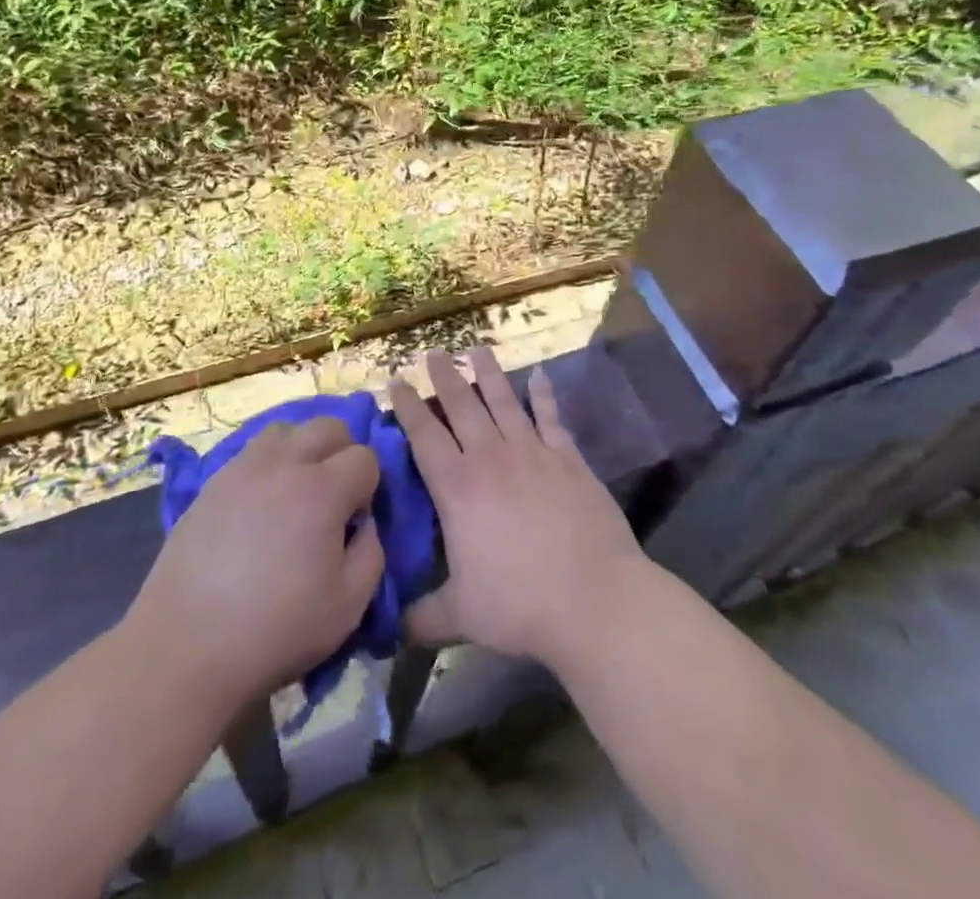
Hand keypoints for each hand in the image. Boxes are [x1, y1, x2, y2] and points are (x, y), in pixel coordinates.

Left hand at [128, 418, 383, 707]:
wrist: (186, 646)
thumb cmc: (275, 630)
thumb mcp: (348, 607)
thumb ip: (371, 555)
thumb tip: (365, 523)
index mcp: (322, 491)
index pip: (365, 457)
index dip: (369, 485)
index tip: (356, 518)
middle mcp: (284, 465)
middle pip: (328, 426)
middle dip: (342, 452)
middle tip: (334, 497)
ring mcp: (243, 468)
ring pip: (286, 430)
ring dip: (302, 449)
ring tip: (295, 491)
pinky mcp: (213, 482)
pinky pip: (252, 451)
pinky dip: (268, 464)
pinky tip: (261, 503)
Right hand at [388, 347, 647, 671]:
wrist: (593, 600)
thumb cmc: (519, 606)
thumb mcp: (460, 616)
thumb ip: (421, 618)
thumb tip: (386, 630)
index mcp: (457, 488)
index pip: (424, 436)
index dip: (407, 406)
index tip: (395, 380)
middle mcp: (490, 458)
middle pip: (462, 406)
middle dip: (445, 376)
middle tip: (434, 352)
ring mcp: (532, 453)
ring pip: (504, 402)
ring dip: (489, 374)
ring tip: (478, 349)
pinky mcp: (568, 459)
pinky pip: (551, 418)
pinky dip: (544, 395)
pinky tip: (540, 375)